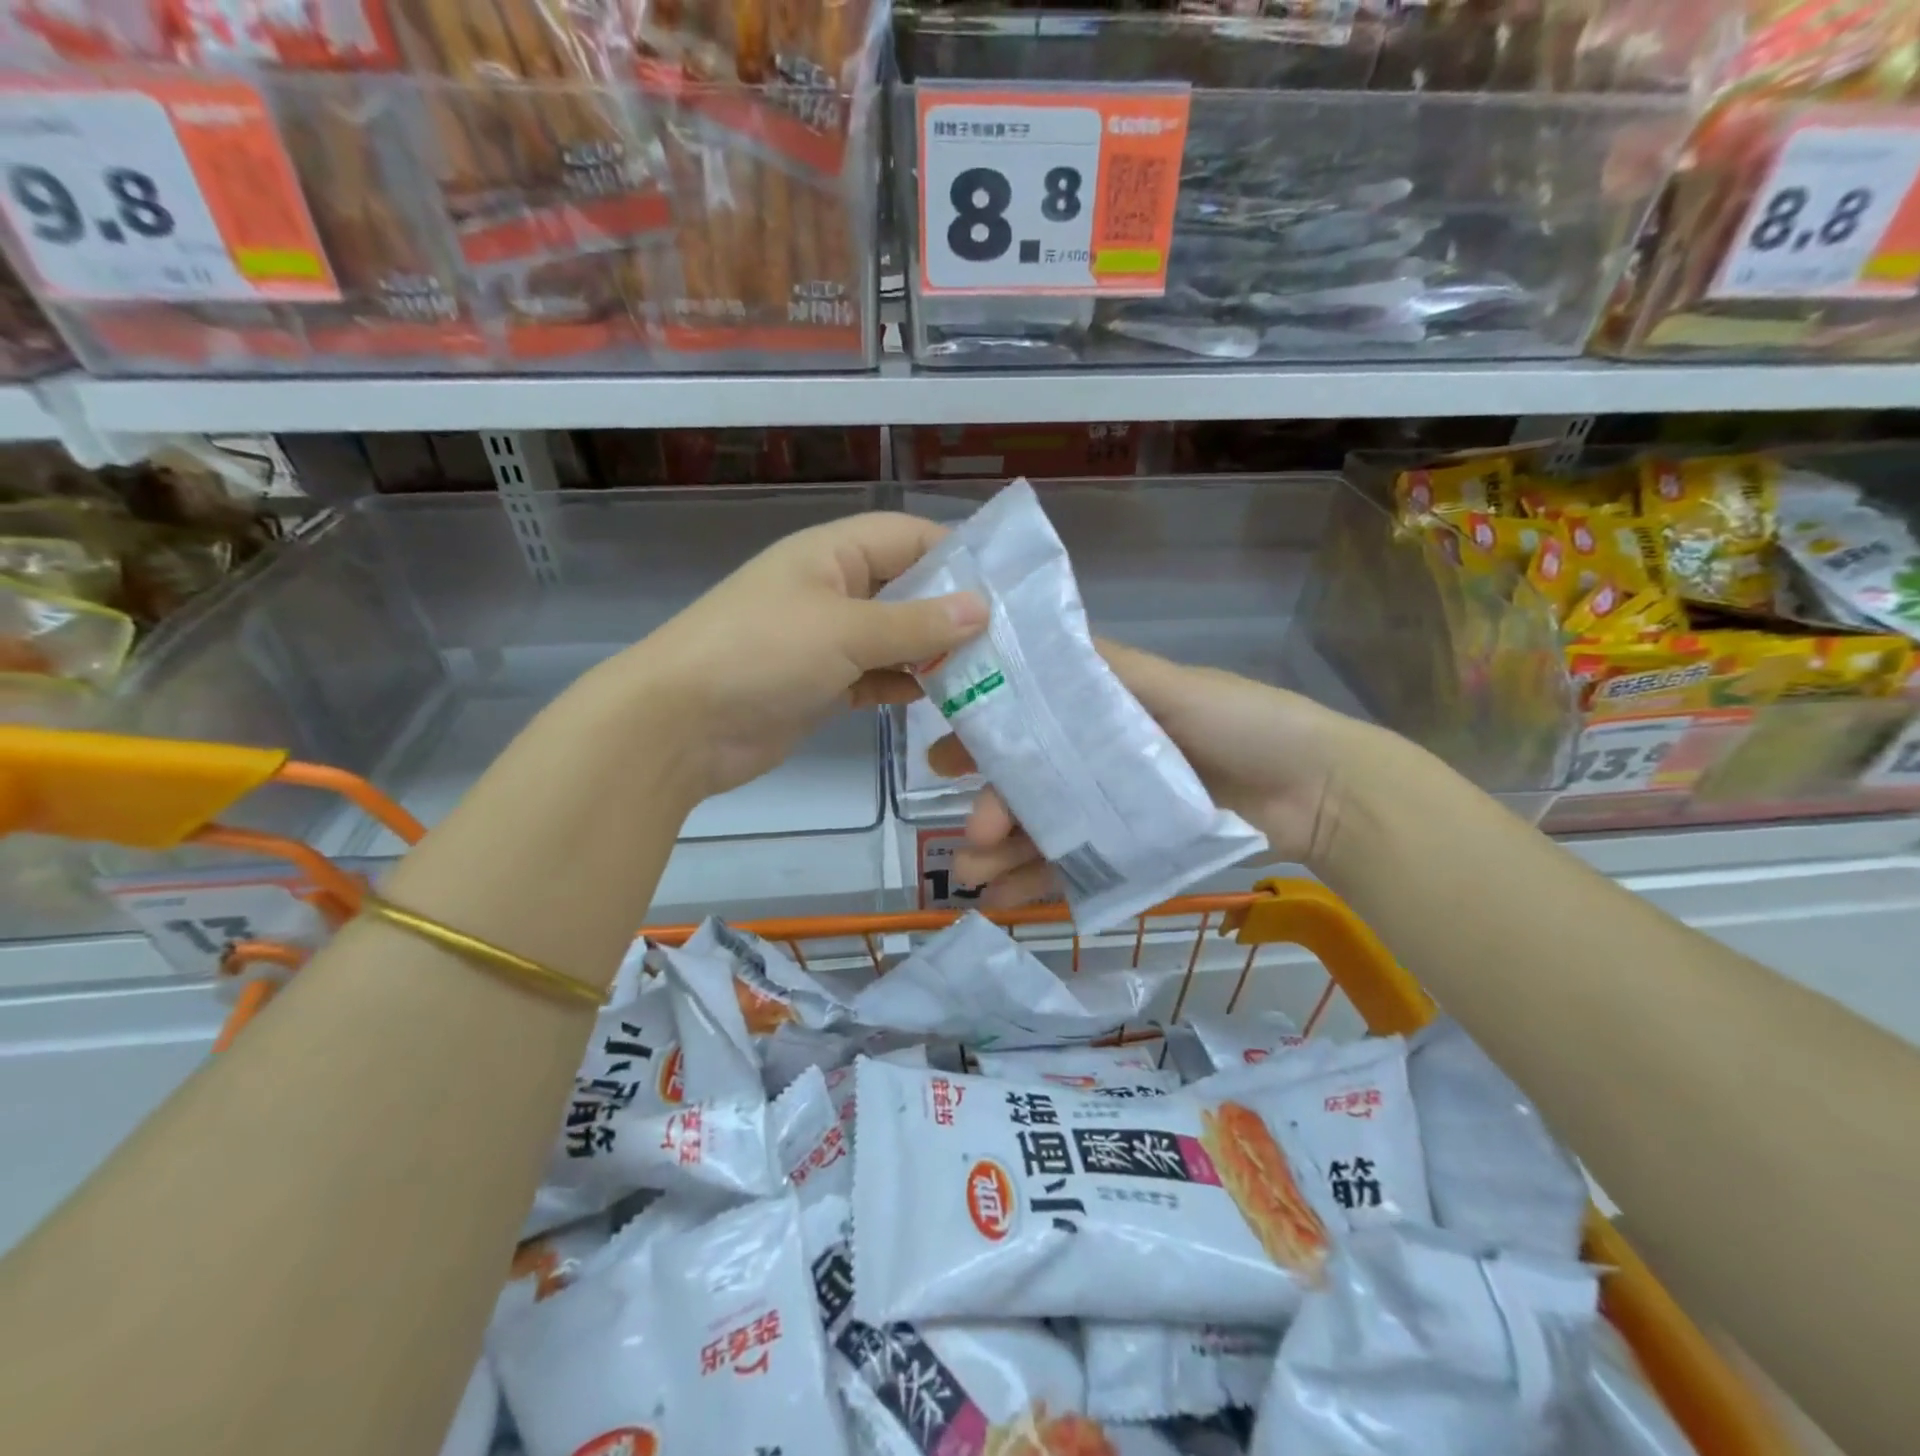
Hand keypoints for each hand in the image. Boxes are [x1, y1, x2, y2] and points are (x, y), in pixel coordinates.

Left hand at [604, 512, 985, 800]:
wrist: (679, 726)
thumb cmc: (761, 655)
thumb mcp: (844, 631)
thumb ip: (915, 623)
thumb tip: (982, 609)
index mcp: (832, 554)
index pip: (908, 537)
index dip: (956, 554)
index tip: (1005, 587)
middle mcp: (832, 589)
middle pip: (906, 588)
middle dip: (951, 611)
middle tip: (1007, 640)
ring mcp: (825, 639)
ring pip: (894, 637)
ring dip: (932, 654)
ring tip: (986, 673)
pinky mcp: (822, 684)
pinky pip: (875, 676)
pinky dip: (903, 685)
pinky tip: (937, 700)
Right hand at [932, 641, 1361, 905]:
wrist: (1320, 791)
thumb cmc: (1245, 722)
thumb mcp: (1173, 686)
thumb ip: (1106, 672)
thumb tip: (1027, 639)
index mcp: (1102, 714)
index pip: (1028, 724)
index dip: (983, 739)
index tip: (942, 758)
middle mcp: (1097, 761)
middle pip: (1030, 786)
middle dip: (991, 809)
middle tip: (967, 837)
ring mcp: (1113, 812)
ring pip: (1045, 832)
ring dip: (1004, 854)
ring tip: (972, 879)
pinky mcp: (1132, 853)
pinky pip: (1076, 869)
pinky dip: (1039, 884)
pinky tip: (1004, 902)